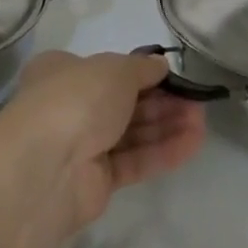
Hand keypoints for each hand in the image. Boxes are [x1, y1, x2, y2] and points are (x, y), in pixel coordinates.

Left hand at [0, 51, 207, 229]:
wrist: (45, 167)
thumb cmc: (76, 99)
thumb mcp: (115, 69)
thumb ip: (142, 67)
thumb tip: (160, 66)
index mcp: (62, 73)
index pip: (108, 70)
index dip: (143, 73)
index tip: (174, 76)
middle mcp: (69, 107)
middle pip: (124, 103)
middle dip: (162, 101)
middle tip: (196, 101)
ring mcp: (81, 146)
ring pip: (132, 133)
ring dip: (167, 126)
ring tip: (202, 122)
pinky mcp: (96, 181)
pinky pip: (134, 161)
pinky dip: (162, 152)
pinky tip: (193, 143)